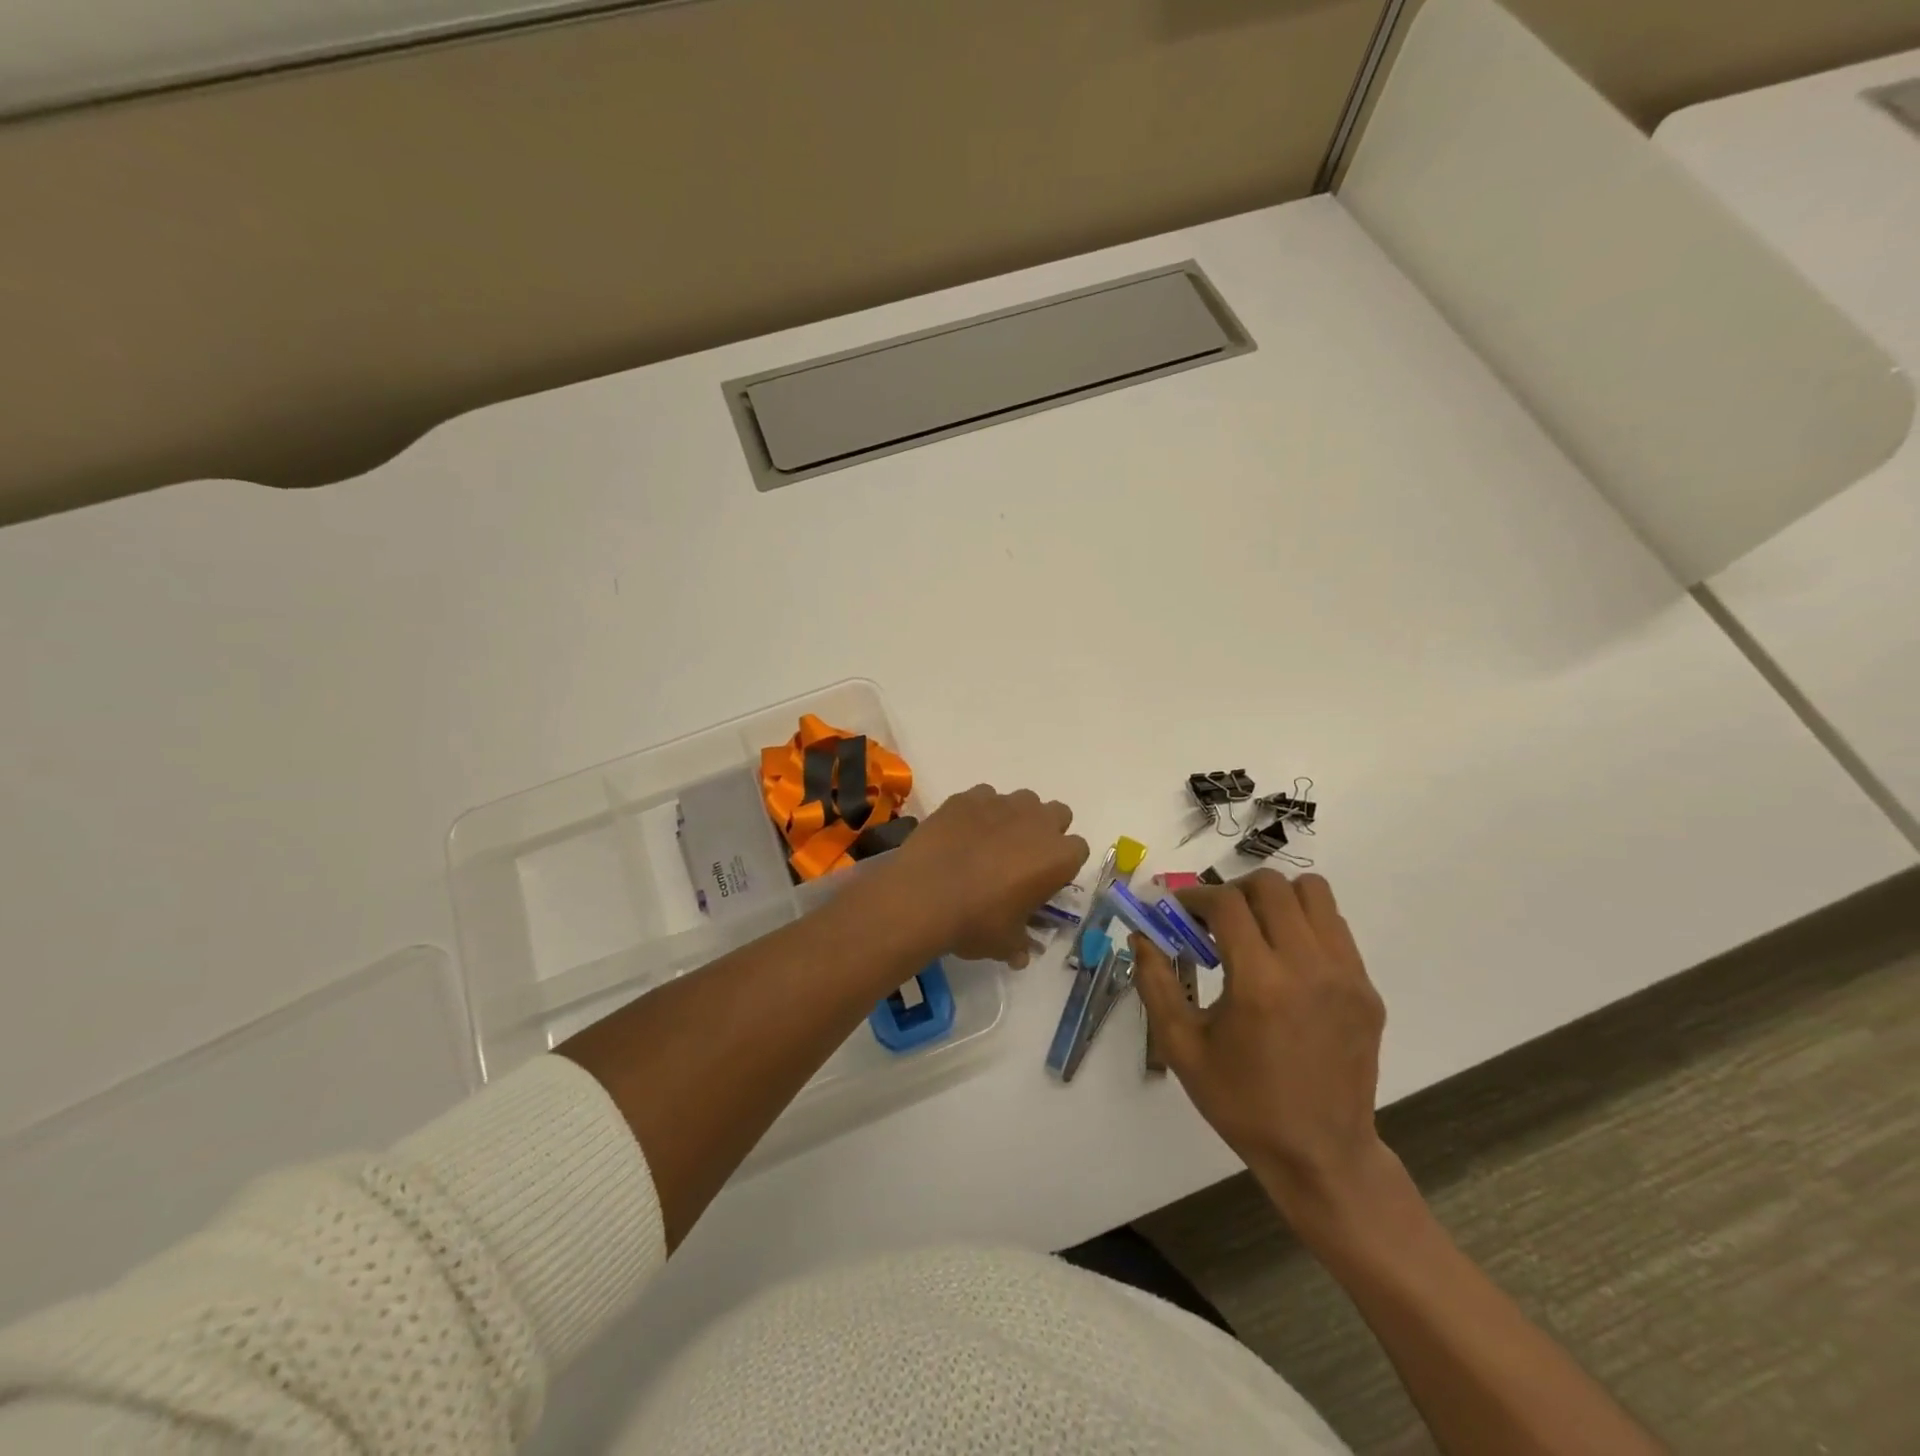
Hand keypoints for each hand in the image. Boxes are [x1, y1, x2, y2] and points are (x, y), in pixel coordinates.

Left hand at [885, 785, 1088, 966]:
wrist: (923, 895)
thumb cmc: (975, 922)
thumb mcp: (1005, 944)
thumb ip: (1019, 944)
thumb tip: (1021, 955)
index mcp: (1058, 857)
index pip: (1078, 850)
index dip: (1062, 864)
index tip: (1043, 880)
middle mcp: (1036, 822)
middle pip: (1057, 814)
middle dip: (1044, 831)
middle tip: (1021, 857)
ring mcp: (1001, 804)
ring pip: (1021, 800)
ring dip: (1013, 818)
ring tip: (989, 843)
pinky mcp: (967, 797)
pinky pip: (983, 797)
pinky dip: (978, 812)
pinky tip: (961, 833)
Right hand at [1135, 870, 1390, 1218]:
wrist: (1321, 1154)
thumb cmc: (1242, 1103)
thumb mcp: (1182, 1048)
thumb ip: (1155, 984)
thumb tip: (1140, 937)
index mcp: (1260, 983)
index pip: (1227, 904)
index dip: (1195, 897)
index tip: (1180, 910)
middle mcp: (1308, 968)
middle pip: (1272, 886)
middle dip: (1234, 891)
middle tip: (1215, 919)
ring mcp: (1347, 976)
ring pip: (1314, 894)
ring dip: (1276, 899)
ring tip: (1255, 929)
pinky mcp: (1367, 990)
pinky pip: (1336, 928)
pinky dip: (1305, 925)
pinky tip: (1285, 960)